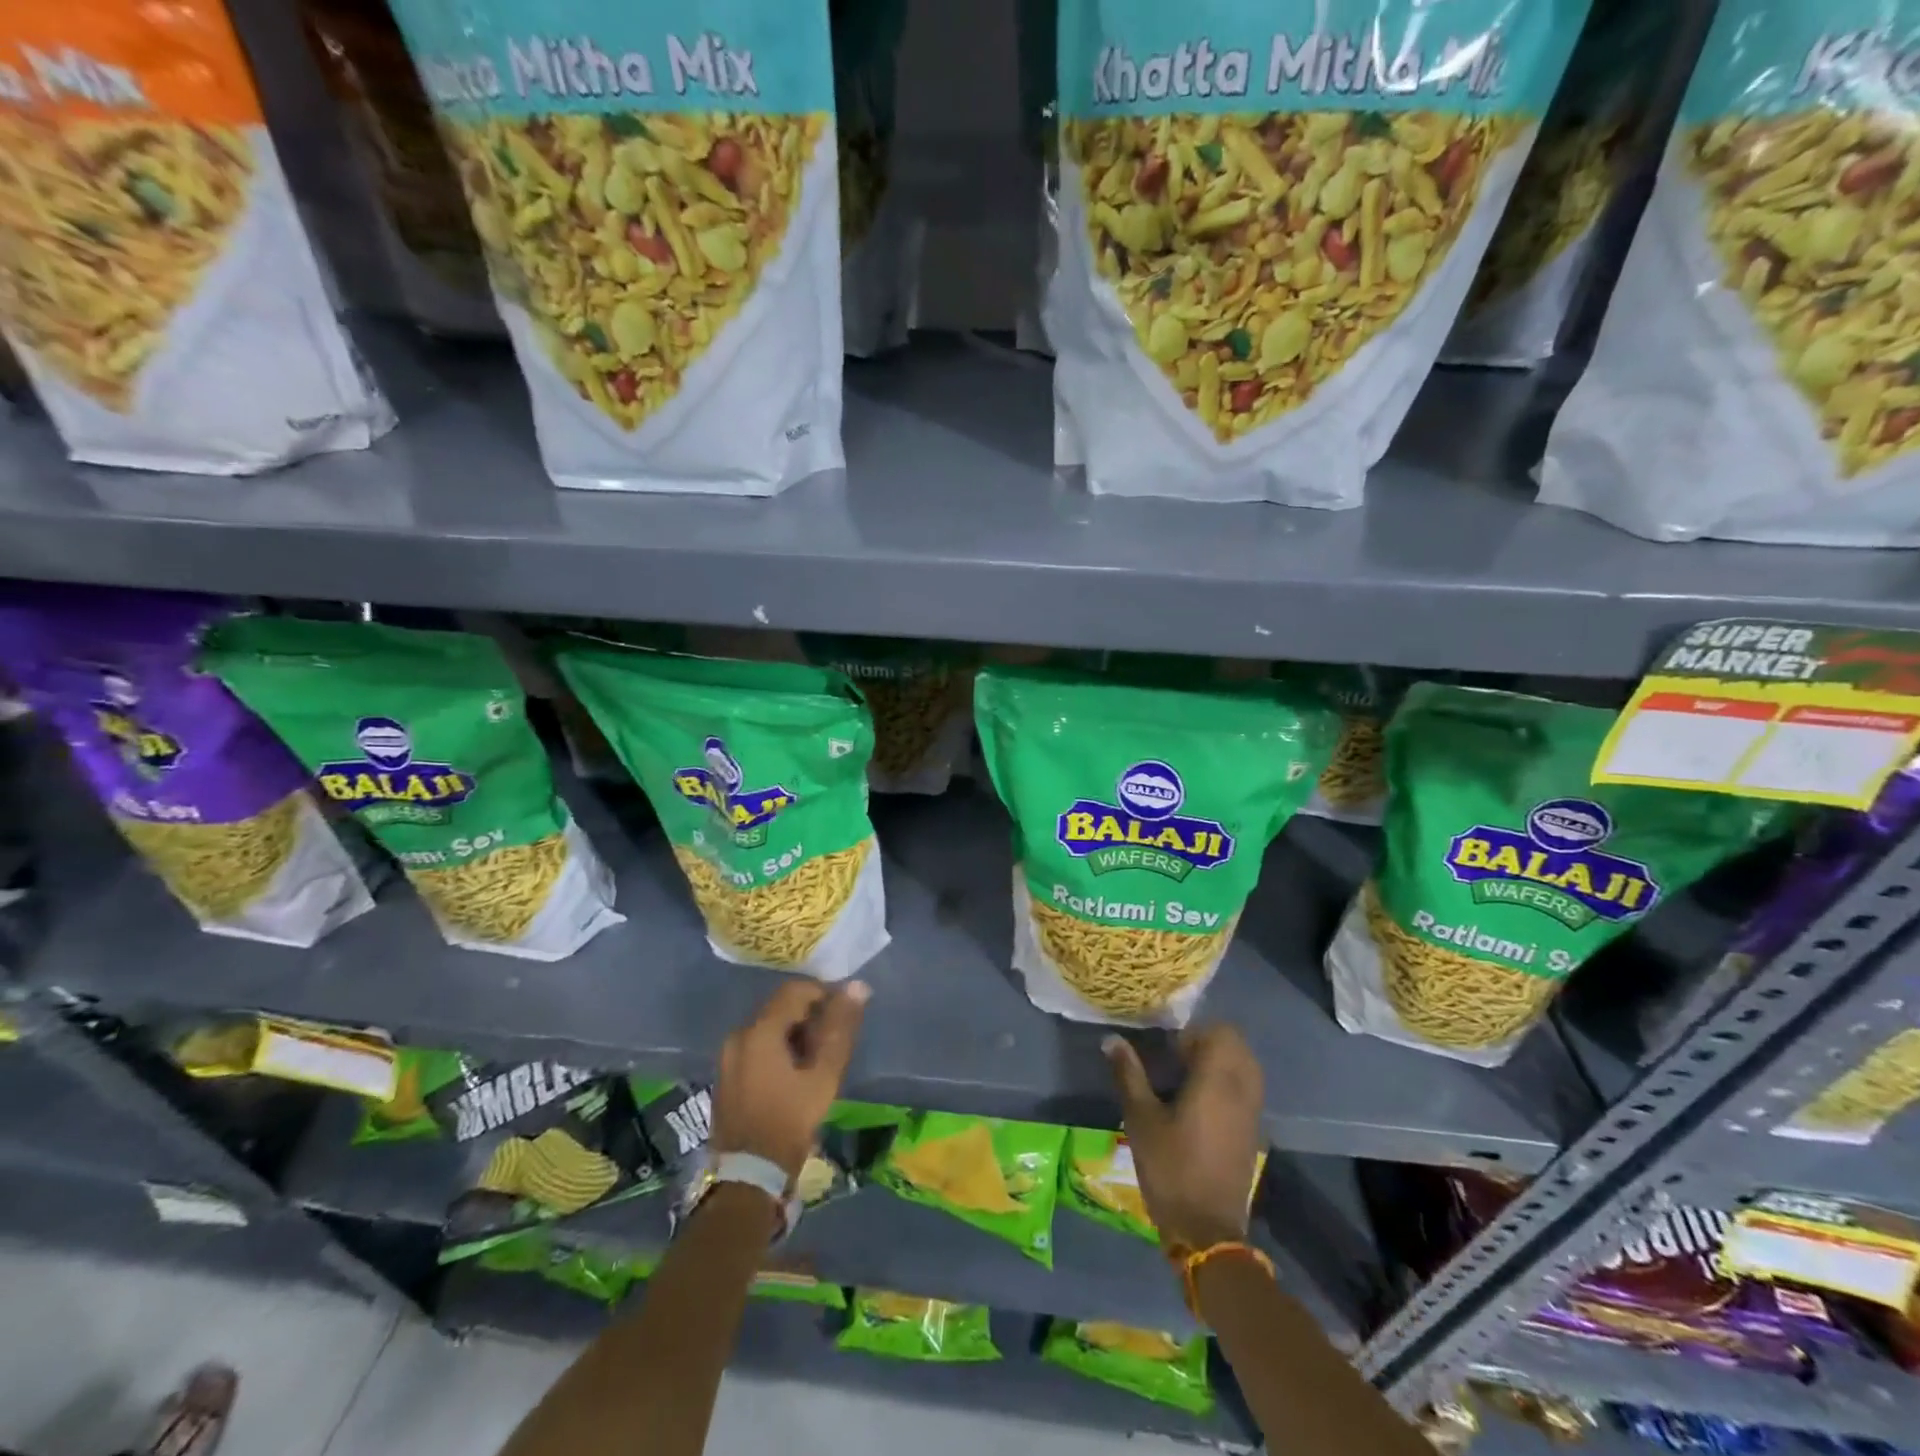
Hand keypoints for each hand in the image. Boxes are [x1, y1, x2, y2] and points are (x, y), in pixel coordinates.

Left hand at [711, 979, 868, 1182]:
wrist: (748, 1177)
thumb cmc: (790, 1122)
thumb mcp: (823, 1075)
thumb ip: (840, 1028)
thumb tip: (857, 987)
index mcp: (759, 1031)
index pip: (795, 990)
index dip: (824, 994)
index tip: (844, 1013)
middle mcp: (738, 1035)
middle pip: (780, 1008)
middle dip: (810, 1016)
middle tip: (833, 1041)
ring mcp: (727, 1056)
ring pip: (768, 1028)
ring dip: (795, 1034)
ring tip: (817, 1060)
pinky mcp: (725, 1075)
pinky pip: (756, 1047)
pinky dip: (778, 1049)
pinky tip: (794, 1074)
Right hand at [1105, 1025, 1263, 1250]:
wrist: (1207, 1231)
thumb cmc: (1171, 1169)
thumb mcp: (1141, 1119)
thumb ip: (1128, 1074)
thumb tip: (1111, 1039)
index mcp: (1217, 1081)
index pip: (1222, 1033)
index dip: (1195, 1033)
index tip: (1170, 1049)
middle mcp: (1242, 1091)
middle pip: (1237, 1046)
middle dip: (1208, 1043)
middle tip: (1176, 1059)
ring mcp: (1251, 1113)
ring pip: (1244, 1068)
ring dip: (1220, 1063)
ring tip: (1186, 1079)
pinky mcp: (1252, 1133)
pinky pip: (1245, 1091)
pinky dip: (1227, 1084)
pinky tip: (1199, 1104)